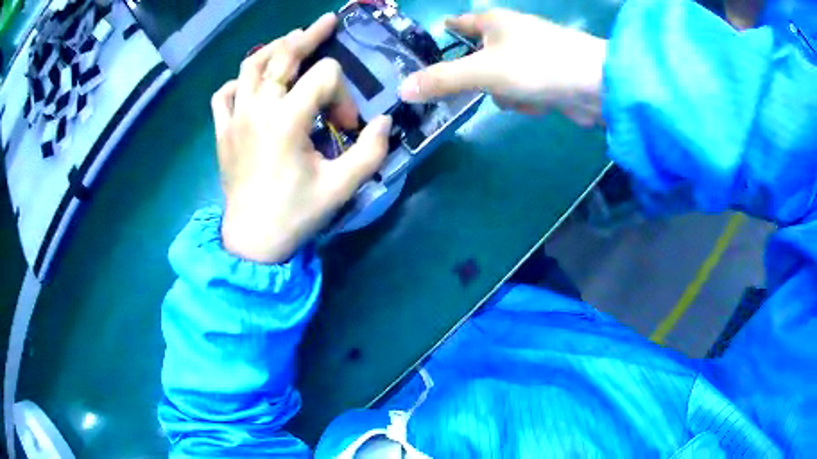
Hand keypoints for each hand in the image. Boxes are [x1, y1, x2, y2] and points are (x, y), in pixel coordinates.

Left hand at [212, 13, 391, 263]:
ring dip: (272, 49)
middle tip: (326, 22)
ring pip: (250, 66)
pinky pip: (223, 95)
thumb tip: (383, 122)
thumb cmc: (295, 215)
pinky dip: (237, 82)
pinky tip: (249, 85)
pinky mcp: (222, 132)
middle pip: (283, 55)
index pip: (324, 77)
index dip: (343, 95)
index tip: (346, 127)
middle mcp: (258, 109)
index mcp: (287, 119)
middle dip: (309, 36)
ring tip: (289, 41)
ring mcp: (235, 118)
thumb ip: (370, 151)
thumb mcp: (341, 187)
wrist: (252, 242)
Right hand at [399, 9, 606, 125]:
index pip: (457, 23)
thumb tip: (403, 89)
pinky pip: (520, 91)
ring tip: (521, 94)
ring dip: (505, 94)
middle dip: (479, 79)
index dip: (442, 34)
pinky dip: (526, 100)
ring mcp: (530, 56)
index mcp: (493, 22)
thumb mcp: (483, 71)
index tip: (427, 50)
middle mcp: (510, 34)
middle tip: (481, 88)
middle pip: (475, 58)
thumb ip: (443, 80)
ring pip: (498, 80)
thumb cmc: (538, 65)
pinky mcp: (545, 77)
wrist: (596, 87)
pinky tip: (540, 102)